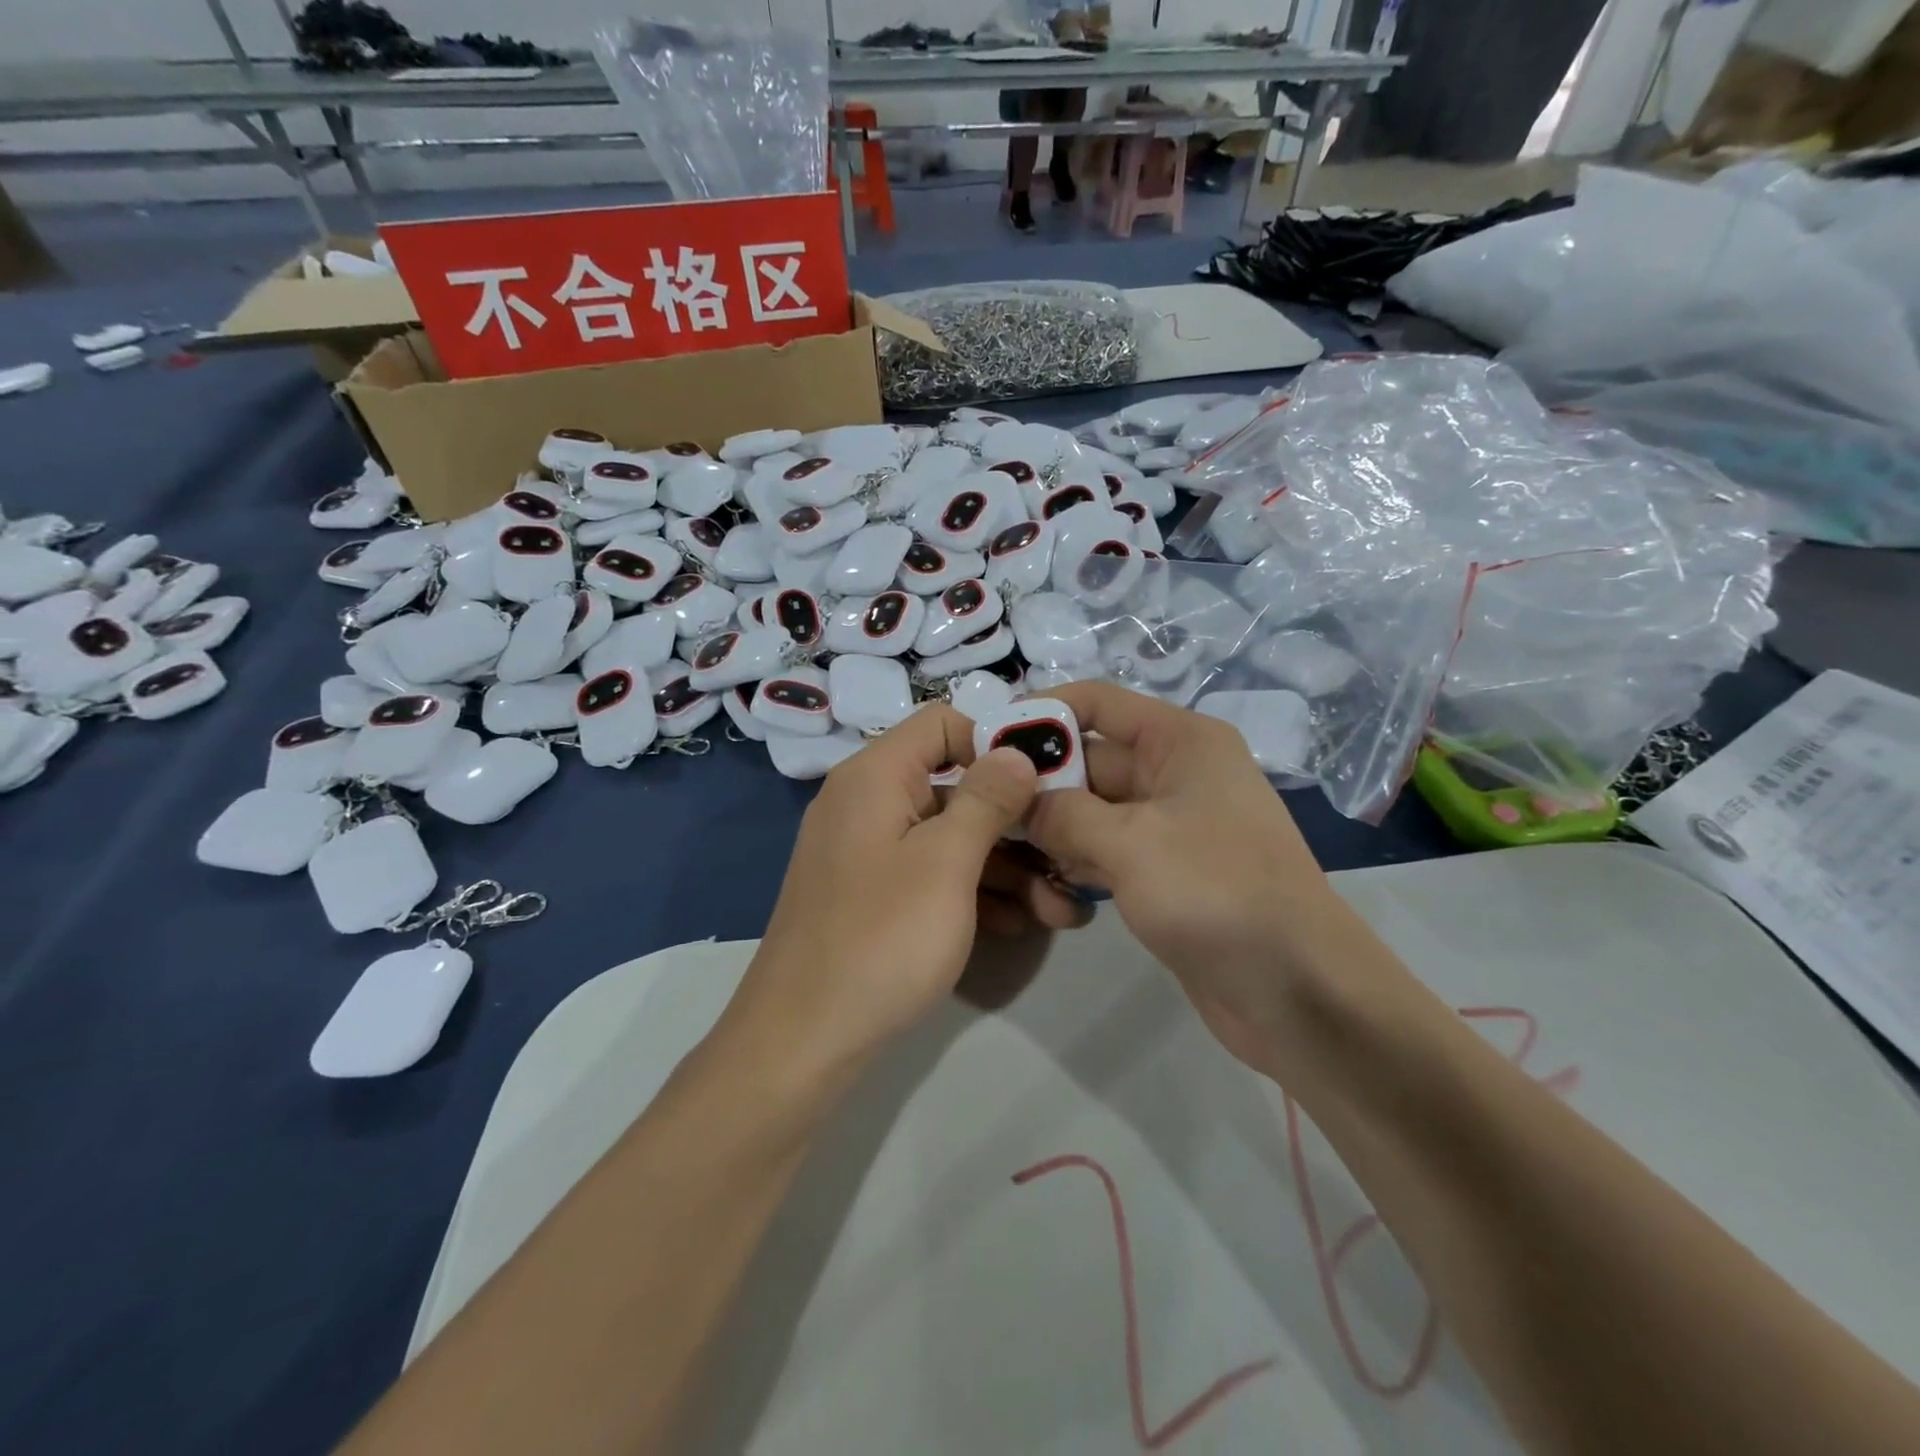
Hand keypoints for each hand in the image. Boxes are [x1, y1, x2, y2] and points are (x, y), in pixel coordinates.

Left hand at [731, 705, 1087, 1078]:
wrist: (802, 1041)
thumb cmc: (880, 939)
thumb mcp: (946, 863)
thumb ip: (986, 799)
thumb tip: (1017, 750)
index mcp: (875, 776)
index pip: (943, 723)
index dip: (997, 739)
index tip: (1048, 774)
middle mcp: (868, 804)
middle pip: (954, 786)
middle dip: (1016, 820)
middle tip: (1069, 853)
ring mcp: (869, 853)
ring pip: (949, 838)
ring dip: (1006, 866)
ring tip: (1061, 907)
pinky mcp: (874, 897)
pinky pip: (932, 875)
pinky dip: (973, 892)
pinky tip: (1019, 924)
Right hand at [1025, 683, 1354, 1070]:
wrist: (1296, 990)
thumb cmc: (1216, 892)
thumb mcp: (1129, 842)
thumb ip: (1062, 813)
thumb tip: (1017, 800)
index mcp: (1180, 741)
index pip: (1097, 702)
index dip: (1042, 713)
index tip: (988, 741)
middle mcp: (1175, 773)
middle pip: (1089, 759)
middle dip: (1040, 783)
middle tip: (984, 811)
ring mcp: (1170, 825)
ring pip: (1092, 809)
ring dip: (1053, 828)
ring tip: (1007, 851)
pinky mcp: (1164, 871)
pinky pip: (1106, 849)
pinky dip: (1076, 860)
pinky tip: (1046, 885)